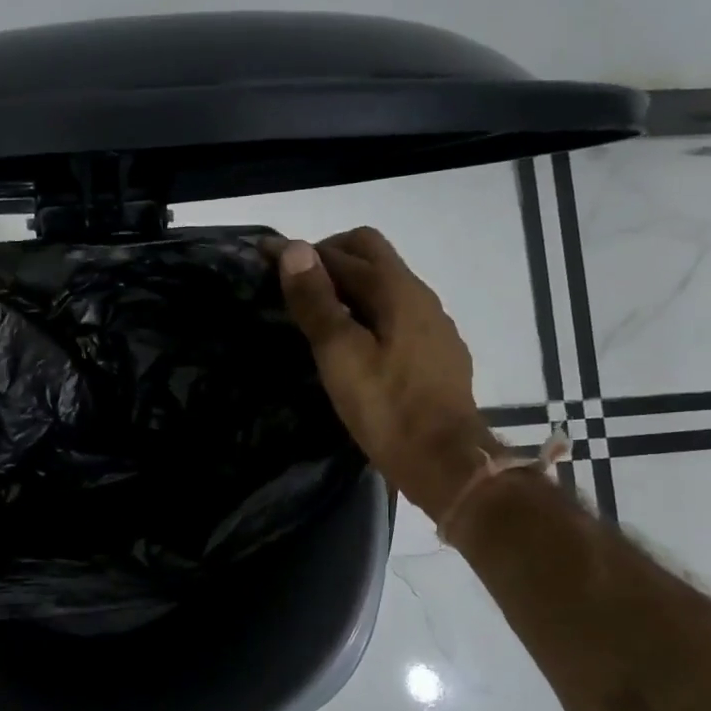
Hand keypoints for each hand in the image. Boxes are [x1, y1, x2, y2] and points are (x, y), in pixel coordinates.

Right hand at [272, 228, 499, 517]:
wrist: (445, 461)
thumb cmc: (386, 408)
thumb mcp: (340, 355)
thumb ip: (317, 302)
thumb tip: (294, 249)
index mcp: (397, 290)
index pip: (345, 250)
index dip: (302, 252)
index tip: (265, 260)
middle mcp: (420, 296)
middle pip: (371, 255)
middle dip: (329, 259)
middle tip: (294, 286)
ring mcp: (433, 325)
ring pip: (386, 285)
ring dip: (349, 286)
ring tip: (317, 314)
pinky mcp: (437, 352)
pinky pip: (397, 313)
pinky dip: (368, 311)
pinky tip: (355, 343)